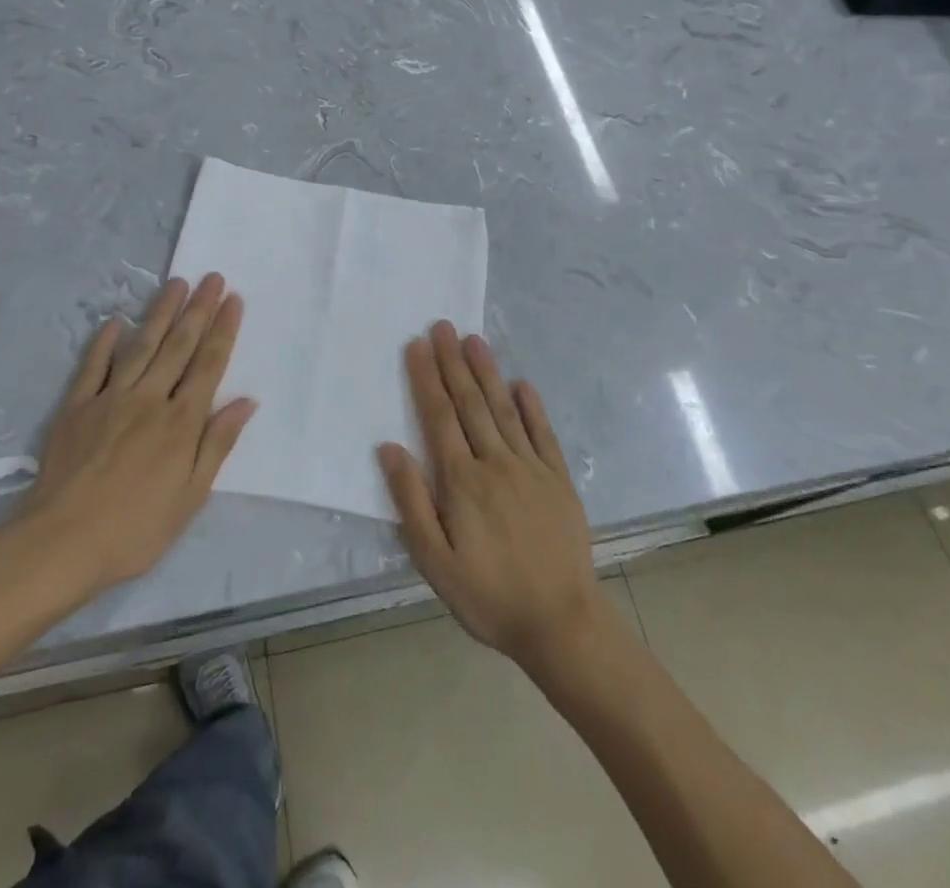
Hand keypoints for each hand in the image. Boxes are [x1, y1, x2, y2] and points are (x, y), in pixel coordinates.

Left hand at [15, 274, 255, 597]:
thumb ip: (217, 443)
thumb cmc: (135, 529)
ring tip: (176, 283)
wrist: (60, 544)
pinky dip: (105, 342)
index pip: (209, 364)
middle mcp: (150, 399)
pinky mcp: (76, 407)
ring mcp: (110, 398)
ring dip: (161, 312)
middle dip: (198, 309)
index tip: (233, 299)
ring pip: (142, 346)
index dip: (223, 330)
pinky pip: (93, 366)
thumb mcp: (191, 497)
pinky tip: (116, 320)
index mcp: (181, 422)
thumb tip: (246, 401)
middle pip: (179, 345)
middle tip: (212, 277)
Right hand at [378, 322, 608, 681]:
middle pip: (469, 403)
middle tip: (442, 326)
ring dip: (487, 372)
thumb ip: (411, 501)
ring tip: (474, 339)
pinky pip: (543, 434)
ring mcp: (530, 468)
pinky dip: (532, 406)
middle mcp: (495, 463)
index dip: (426, 378)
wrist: (561, 623)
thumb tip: (389, 448)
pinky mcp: (558, 479)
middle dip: (453, 362)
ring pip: (503, 409)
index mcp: (461, 481)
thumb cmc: (488, 596)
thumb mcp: (435, 562)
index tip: (417, 345)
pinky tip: (522, 384)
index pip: (439, 417)